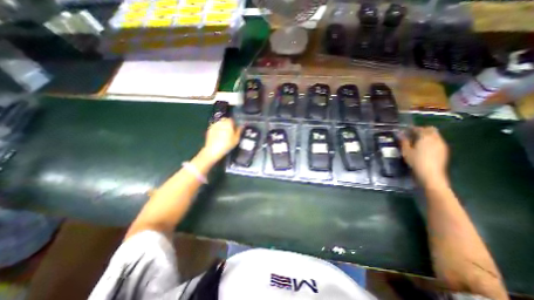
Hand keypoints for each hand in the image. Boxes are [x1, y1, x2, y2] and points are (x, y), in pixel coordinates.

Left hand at [201, 117, 241, 163]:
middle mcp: (220, 122)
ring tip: (224, 134)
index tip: (235, 129)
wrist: (213, 150)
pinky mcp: (209, 129)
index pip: (232, 120)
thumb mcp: (236, 139)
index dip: (234, 124)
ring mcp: (214, 125)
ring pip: (219, 123)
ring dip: (222, 126)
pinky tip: (218, 136)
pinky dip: (217, 129)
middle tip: (230, 131)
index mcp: (228, 123)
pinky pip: (215, 127)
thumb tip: (242, 126)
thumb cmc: (227, 144)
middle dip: (227, 124)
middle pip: (225, 120)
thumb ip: (239, 131)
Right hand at [403, 127, 446, 186]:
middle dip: (422, 130)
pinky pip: (437, 141)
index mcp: (425, 137)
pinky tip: (424, 147)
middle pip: (430, 129)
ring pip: (435, 135)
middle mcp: (435, 138)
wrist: (431, 174)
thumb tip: (400, 134)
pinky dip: (431, 141)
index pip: (418, 128)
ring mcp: (441, 144)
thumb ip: (403, 141)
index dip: (411, 128)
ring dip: (427, 135)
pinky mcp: (444, 150)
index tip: (404, 131)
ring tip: (417, 141)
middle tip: (412, 134)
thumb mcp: (406, 151)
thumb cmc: (416, 161)